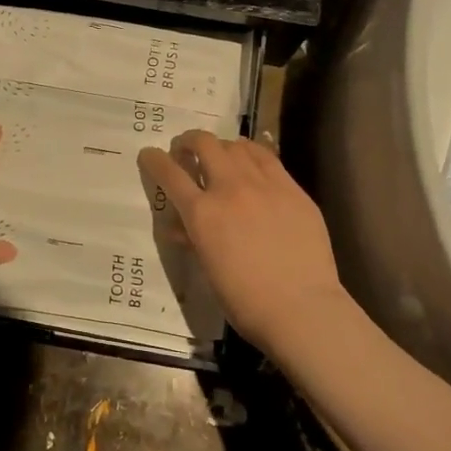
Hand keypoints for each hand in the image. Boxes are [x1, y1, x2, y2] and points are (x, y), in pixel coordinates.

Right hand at [136, 131, 345, 356]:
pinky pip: (268, 158)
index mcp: (202, 213)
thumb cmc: (246, 300)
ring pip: (237, 146)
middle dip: (188, 141)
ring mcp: (265, 185)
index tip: (149, 155)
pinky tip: (252, 162)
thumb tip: (181, 227)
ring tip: (221, 155)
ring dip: (222, 147)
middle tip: (186, 150)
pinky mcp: (293, 189)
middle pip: (204, 144)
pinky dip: (251, 154)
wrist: (302, 308)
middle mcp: (230, 189)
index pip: (170, 174)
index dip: (154, 160)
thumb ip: (194, 239)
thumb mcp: (208, 269)